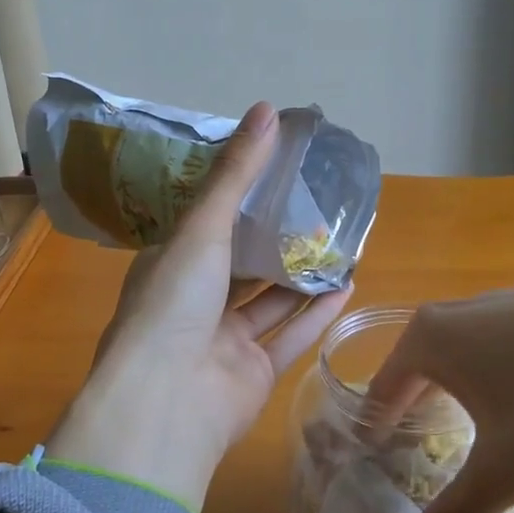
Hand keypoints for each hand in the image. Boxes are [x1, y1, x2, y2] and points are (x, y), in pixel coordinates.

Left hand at [50, 102, 354, 504]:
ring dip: (301, 276)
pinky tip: (347, 285)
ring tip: (339, 243)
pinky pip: (289, 337)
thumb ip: (237, 174)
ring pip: (269, 302)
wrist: (166, 403)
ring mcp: (223, 342)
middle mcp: (195, 302)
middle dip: (276, 238)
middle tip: (317, 205)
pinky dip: (316, 314)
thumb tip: (267, 109)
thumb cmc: (174, 303)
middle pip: (241, 263)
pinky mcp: (254, 375)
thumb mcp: (202, 227)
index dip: (239, 198)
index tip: (276, 172)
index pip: (207, 224)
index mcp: (171, 265)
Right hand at [364, 281, 513, 512]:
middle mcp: (467, 310)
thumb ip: (459, 512)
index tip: (371, 445)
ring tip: (477, 423)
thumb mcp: (510, 469)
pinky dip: (508, 371)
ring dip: (466, 384)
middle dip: (419, 399)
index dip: (377, 417)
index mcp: (436, 337)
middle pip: (426, 358)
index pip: (387, 380)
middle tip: (419, 438)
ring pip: (473, 348)